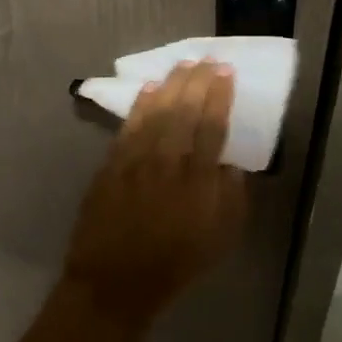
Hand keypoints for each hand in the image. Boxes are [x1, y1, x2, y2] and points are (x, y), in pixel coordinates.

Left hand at [61, 59, 248, 324]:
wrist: (115, 282)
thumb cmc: (175, 265)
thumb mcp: (220, 239)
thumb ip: (231, 197)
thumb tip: (231, 163)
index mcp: (199, 182)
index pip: (212, 126)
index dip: (219, 96)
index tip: (225, 72)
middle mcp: (167, 163)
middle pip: (183, 111)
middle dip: (196, 81)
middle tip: (205, 59)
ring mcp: (135, 162)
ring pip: (154, 113)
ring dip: (169, 85)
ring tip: (181, 65)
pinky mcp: (111, 166)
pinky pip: (128, 128)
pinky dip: (139, 106)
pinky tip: (148, 90)